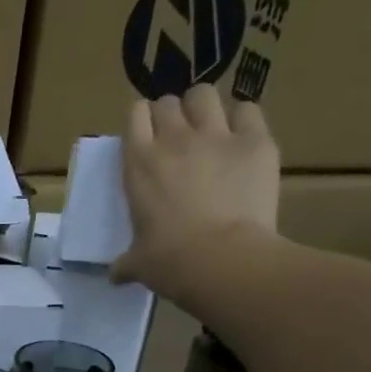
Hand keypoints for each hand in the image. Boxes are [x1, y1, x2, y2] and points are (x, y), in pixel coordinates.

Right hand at [114, 83, 279, 299]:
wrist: (222, 259)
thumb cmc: (169, 261)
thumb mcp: (138, 262)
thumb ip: (126, 262)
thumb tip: (115, 276)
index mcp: (139, 164)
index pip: (136, 115)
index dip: (142, 121)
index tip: (146, 136)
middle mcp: (174, 139)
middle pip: (169, 102)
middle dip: (171, 114)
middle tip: (176, 136)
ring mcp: (217, 135)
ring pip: (204, 95)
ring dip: (203, 108)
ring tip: (208, 128)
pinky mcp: (255, 140)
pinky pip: (247, 110)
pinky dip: (242, 119)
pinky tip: (241, 138)